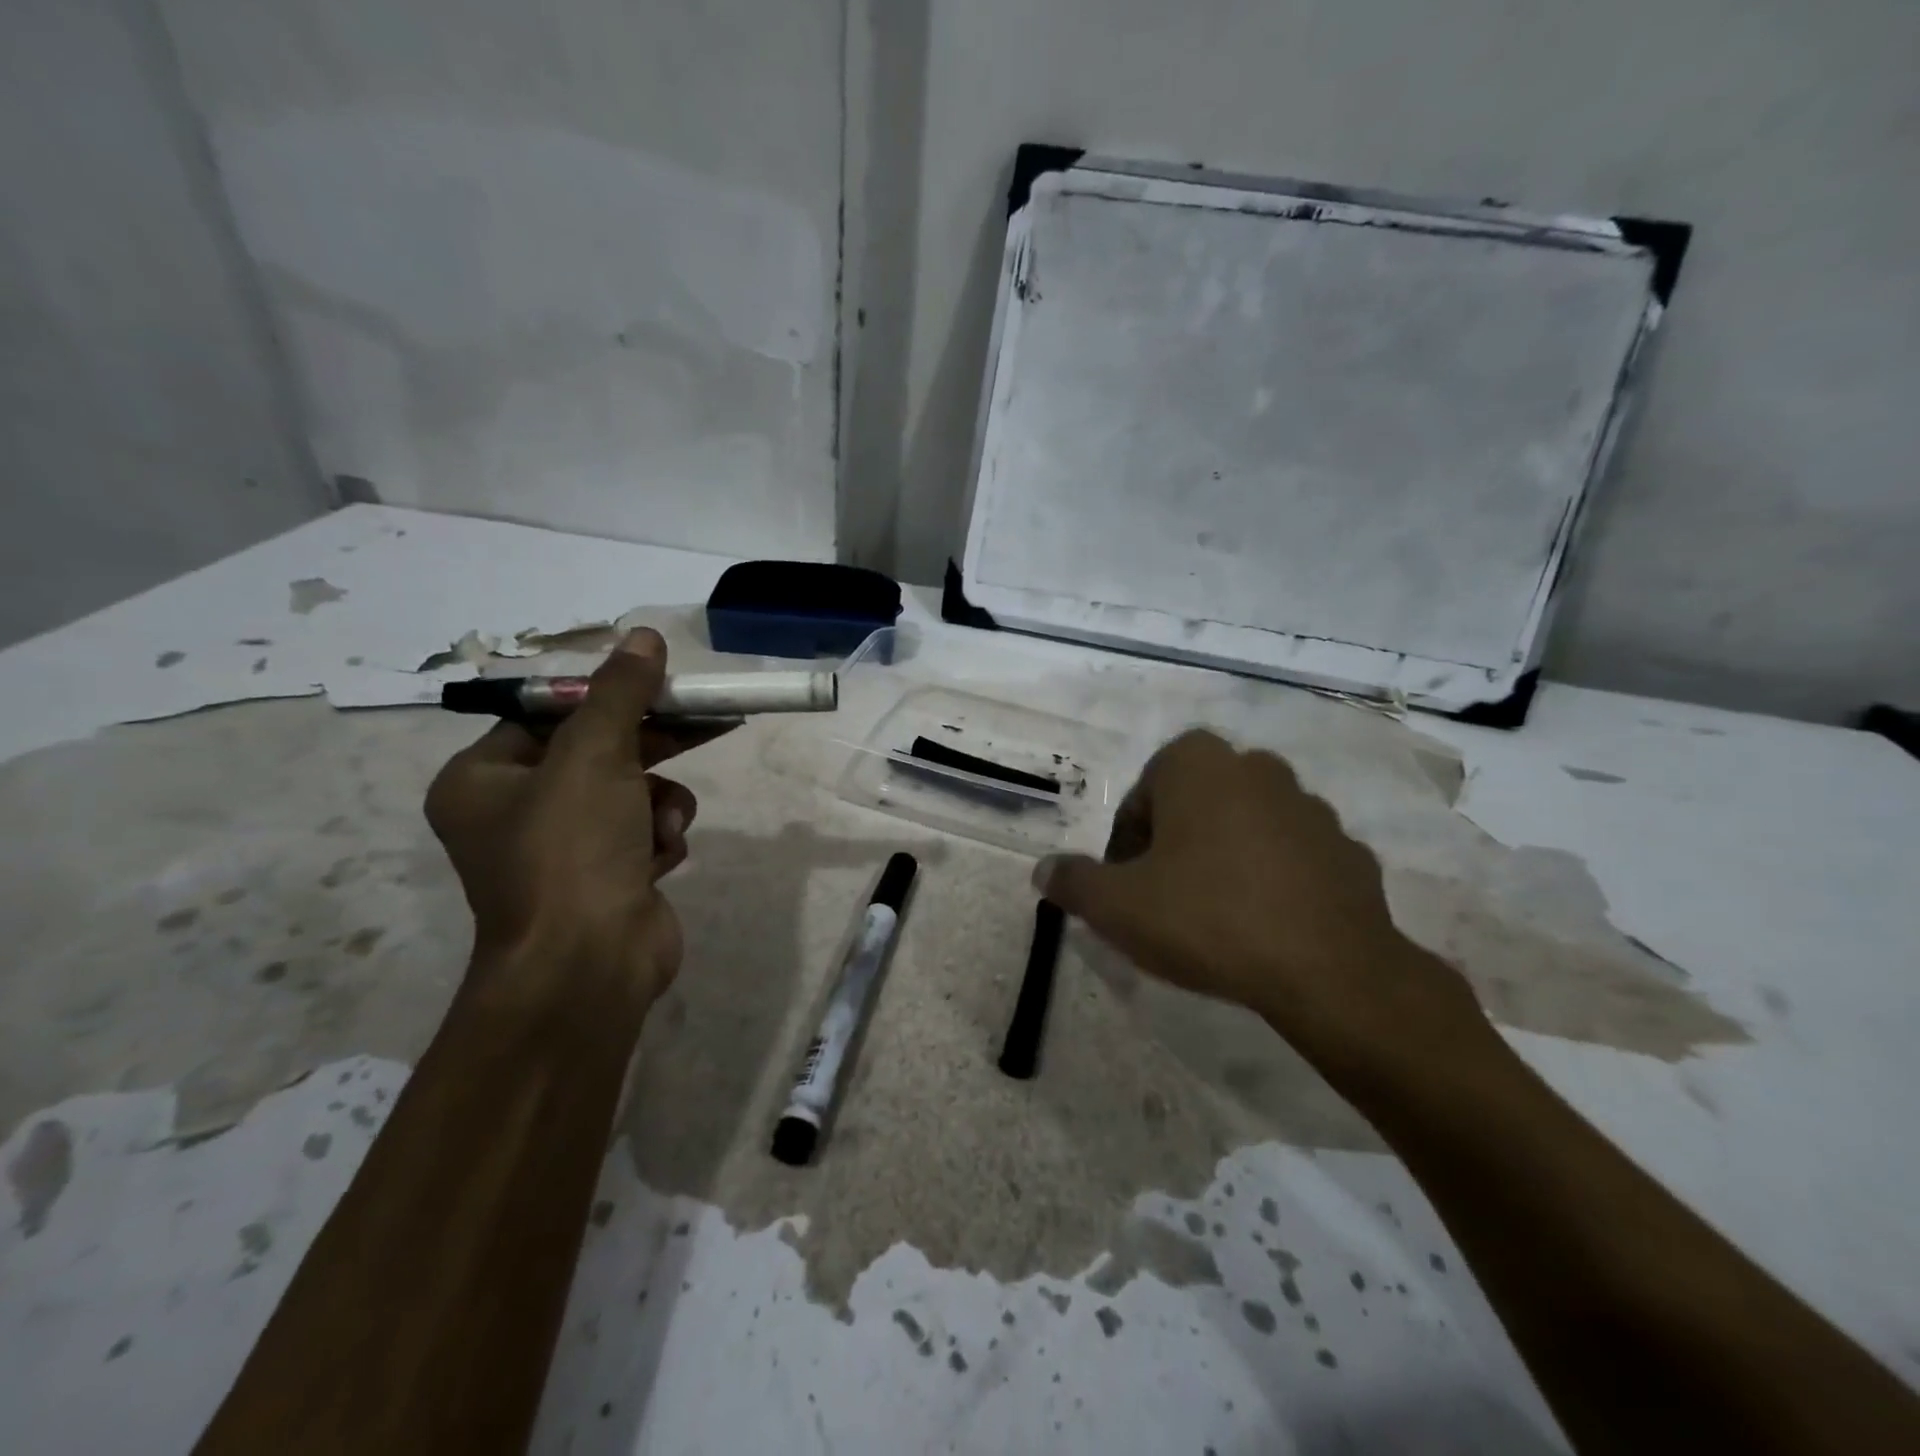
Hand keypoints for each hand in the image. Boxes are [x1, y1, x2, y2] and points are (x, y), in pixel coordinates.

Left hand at [424, 629, 698, 1032]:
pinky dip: (660, 838)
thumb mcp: (595, 754)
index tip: (654, 684)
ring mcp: (565, 850)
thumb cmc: (571, 850)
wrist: (590, 964)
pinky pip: (645, 831)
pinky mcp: (609, 877)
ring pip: (632, 792)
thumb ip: (621, 692)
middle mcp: (516, 813)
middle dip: (650, 746)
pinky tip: (659, 860)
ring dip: (658, 802)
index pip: (547, 715)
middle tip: (704, 719)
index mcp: (482, 780)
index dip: (604, 697)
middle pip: (598, 751)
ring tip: (661, 827)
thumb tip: (643, 635)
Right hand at [1036, 729, 1491, 1083]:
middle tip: (1163, 901)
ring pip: (1245, 829)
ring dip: (1224, 860)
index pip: (1140, 800)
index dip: (1124, 847)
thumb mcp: (1117, 905)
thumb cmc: (1206, 917)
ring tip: (1214, 918)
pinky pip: (1293, 859)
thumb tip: (1043, 870)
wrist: (1328, 970)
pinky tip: (1264, 927)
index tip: (1126, 891)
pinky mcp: (1348, 850)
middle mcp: (1256, 768)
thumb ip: (1073, 881)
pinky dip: (1273, 881)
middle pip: (1193, 808)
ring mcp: (1311, 807)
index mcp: (1196, 763)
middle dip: (1173, 847)